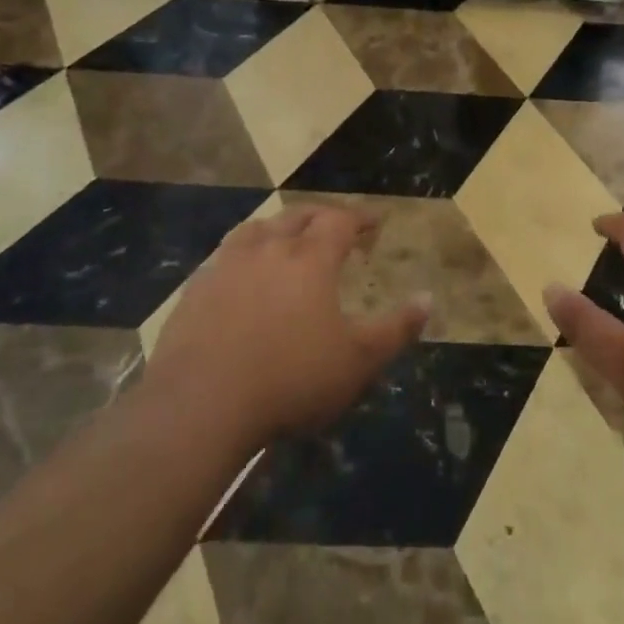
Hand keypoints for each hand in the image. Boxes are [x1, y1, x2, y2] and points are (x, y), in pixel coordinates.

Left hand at [141, 205, 429, 454]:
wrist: (200, 406)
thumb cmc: (290, 380)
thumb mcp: (358, 362)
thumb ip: (396, 329)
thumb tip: (428, 298)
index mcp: (310, 259)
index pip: (340, 221)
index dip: (360, 217)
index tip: (375, 222)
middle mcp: (269, 249)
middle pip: (297, 217)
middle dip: (321, 217)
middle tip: (334, 227)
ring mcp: (226, 266)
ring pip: (256, 229)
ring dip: (277, 228)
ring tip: (286, 238)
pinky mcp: (194, 290)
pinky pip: (223, 257)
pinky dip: (241, 255)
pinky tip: (240, 275)